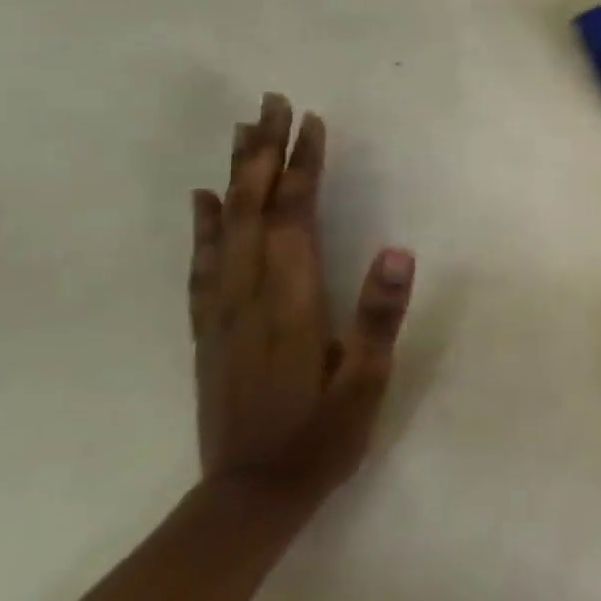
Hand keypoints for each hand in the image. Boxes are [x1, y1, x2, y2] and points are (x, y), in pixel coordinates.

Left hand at [188, 93, 413, 508]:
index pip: (295, 215)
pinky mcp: (209, 329)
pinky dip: (202, 224)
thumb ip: (379, 315)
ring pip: (224, 226)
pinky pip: (202, 263)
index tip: (310, 121)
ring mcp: (222, 311)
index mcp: (291, 301)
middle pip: (252, 208)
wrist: (248, 498)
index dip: (302, 166)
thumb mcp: (366, 382)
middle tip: (269, 102)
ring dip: (233, 174)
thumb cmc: (321, 436)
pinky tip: (203, 201)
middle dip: (262, 152)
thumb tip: (397, 250)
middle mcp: (250, 294)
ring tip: (240, 132)